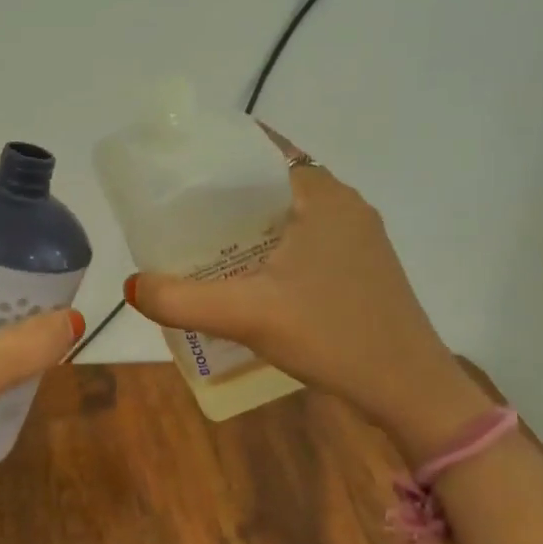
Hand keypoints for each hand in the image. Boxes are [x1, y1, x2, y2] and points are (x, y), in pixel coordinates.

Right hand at [122, 126, 488, 459]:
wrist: (411, 392)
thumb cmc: (334, 336)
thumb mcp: (248, 315)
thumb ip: (181, 299)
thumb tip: (131, 286)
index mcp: (324, 197)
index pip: (262, 151)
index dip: (218, 152)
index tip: (177, 166)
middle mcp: (344, 206)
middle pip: (270, 181)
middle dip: (223, 191)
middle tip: (175, 208)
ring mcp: (356, 238)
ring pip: (286, 212)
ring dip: (245, 221)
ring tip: (197, 238)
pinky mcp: (358, 267)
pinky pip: (302, 237)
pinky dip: (268, 243)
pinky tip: (241, 271)